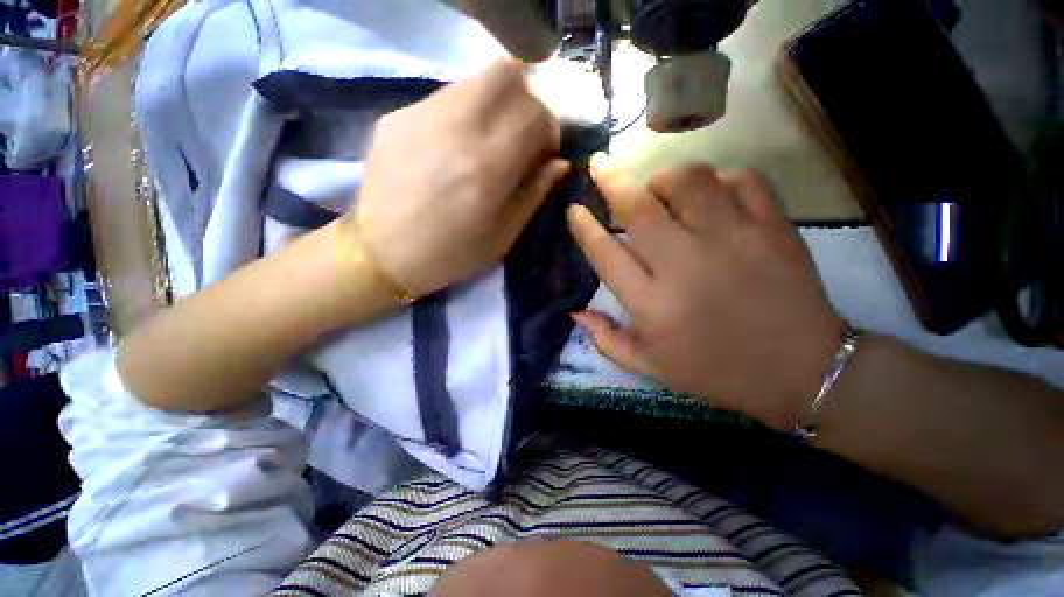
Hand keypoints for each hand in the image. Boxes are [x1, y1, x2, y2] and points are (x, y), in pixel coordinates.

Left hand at [354, 59, 569, 297]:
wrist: (380, 255)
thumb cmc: (450, 255)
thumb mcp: (503, 237)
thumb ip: (534, 194)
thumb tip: (559, 163)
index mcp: (487, 168)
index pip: (535, 114)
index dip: (549, 129)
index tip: (544, 152)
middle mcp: (456, 129)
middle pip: (506, 74)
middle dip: (526, 100)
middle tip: (521, 134)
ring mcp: (421, 116)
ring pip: (474, 79)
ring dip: (495, 103)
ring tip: (489, 140)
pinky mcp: (397, 117)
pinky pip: (444, 97)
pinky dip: (464, 113)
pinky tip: (455, 146)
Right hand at [568, 160, 844, 430]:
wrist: (801, 371)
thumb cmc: (715, 372)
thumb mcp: (650, 367)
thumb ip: (606, 340)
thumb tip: (576, 312)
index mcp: (652, 305)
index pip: (605, 253)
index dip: (584, 227)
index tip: (574, 210)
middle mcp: (685, 266)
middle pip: (638, 208)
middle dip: (610, 180)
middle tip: (599, 165)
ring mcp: (733, 241)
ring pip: (689, 181)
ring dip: (664, 178)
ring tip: (660, 191)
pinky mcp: (773, 227)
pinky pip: (741, 179)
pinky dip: (719, 180)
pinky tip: (712, 196)